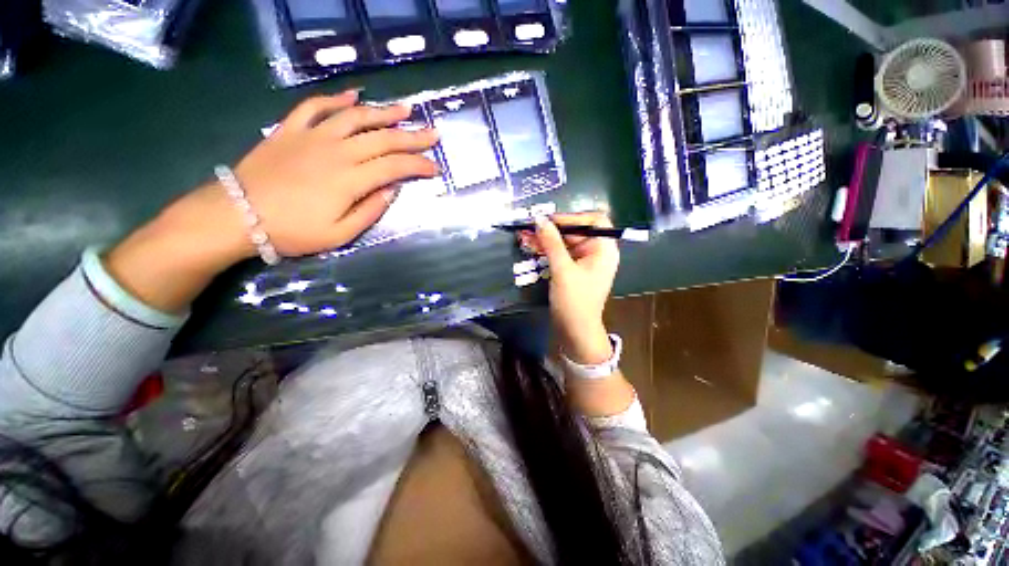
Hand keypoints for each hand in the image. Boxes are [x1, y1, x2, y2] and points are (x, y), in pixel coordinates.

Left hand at [104, 91, 438, 313]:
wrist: (236, 215)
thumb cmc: (292, 231)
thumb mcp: (339, 234)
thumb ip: (370, 211)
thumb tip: (392, 190)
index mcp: (350, 179)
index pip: (395, 167)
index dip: (418, 165)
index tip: (434, 167)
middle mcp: (337, 151)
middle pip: (383, 138)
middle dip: (413, 136)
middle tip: (433, 133)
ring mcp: (312, 135)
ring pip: (355, 117)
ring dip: (383, 112)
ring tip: (405, 109)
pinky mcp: (291, 129)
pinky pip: (315, 106)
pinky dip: (336, 99)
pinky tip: (354, 96)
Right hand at [519, 212, 619, 363]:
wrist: (575, 332)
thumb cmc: (574, 301)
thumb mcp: (562, 270)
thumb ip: (552, 243)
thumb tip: (539, 219)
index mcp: (603, 249)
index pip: (593, 220)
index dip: (572, 217)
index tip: (549, 220)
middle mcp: (596, 252)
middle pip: (575, 231)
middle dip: (551, 229)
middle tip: (528, 228)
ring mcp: (584, 261)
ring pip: (564, 242)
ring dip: (545, 239)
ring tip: (524, 237)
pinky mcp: (572, 270)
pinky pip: (560, 253)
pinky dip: (546, 249)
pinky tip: (530, 246)